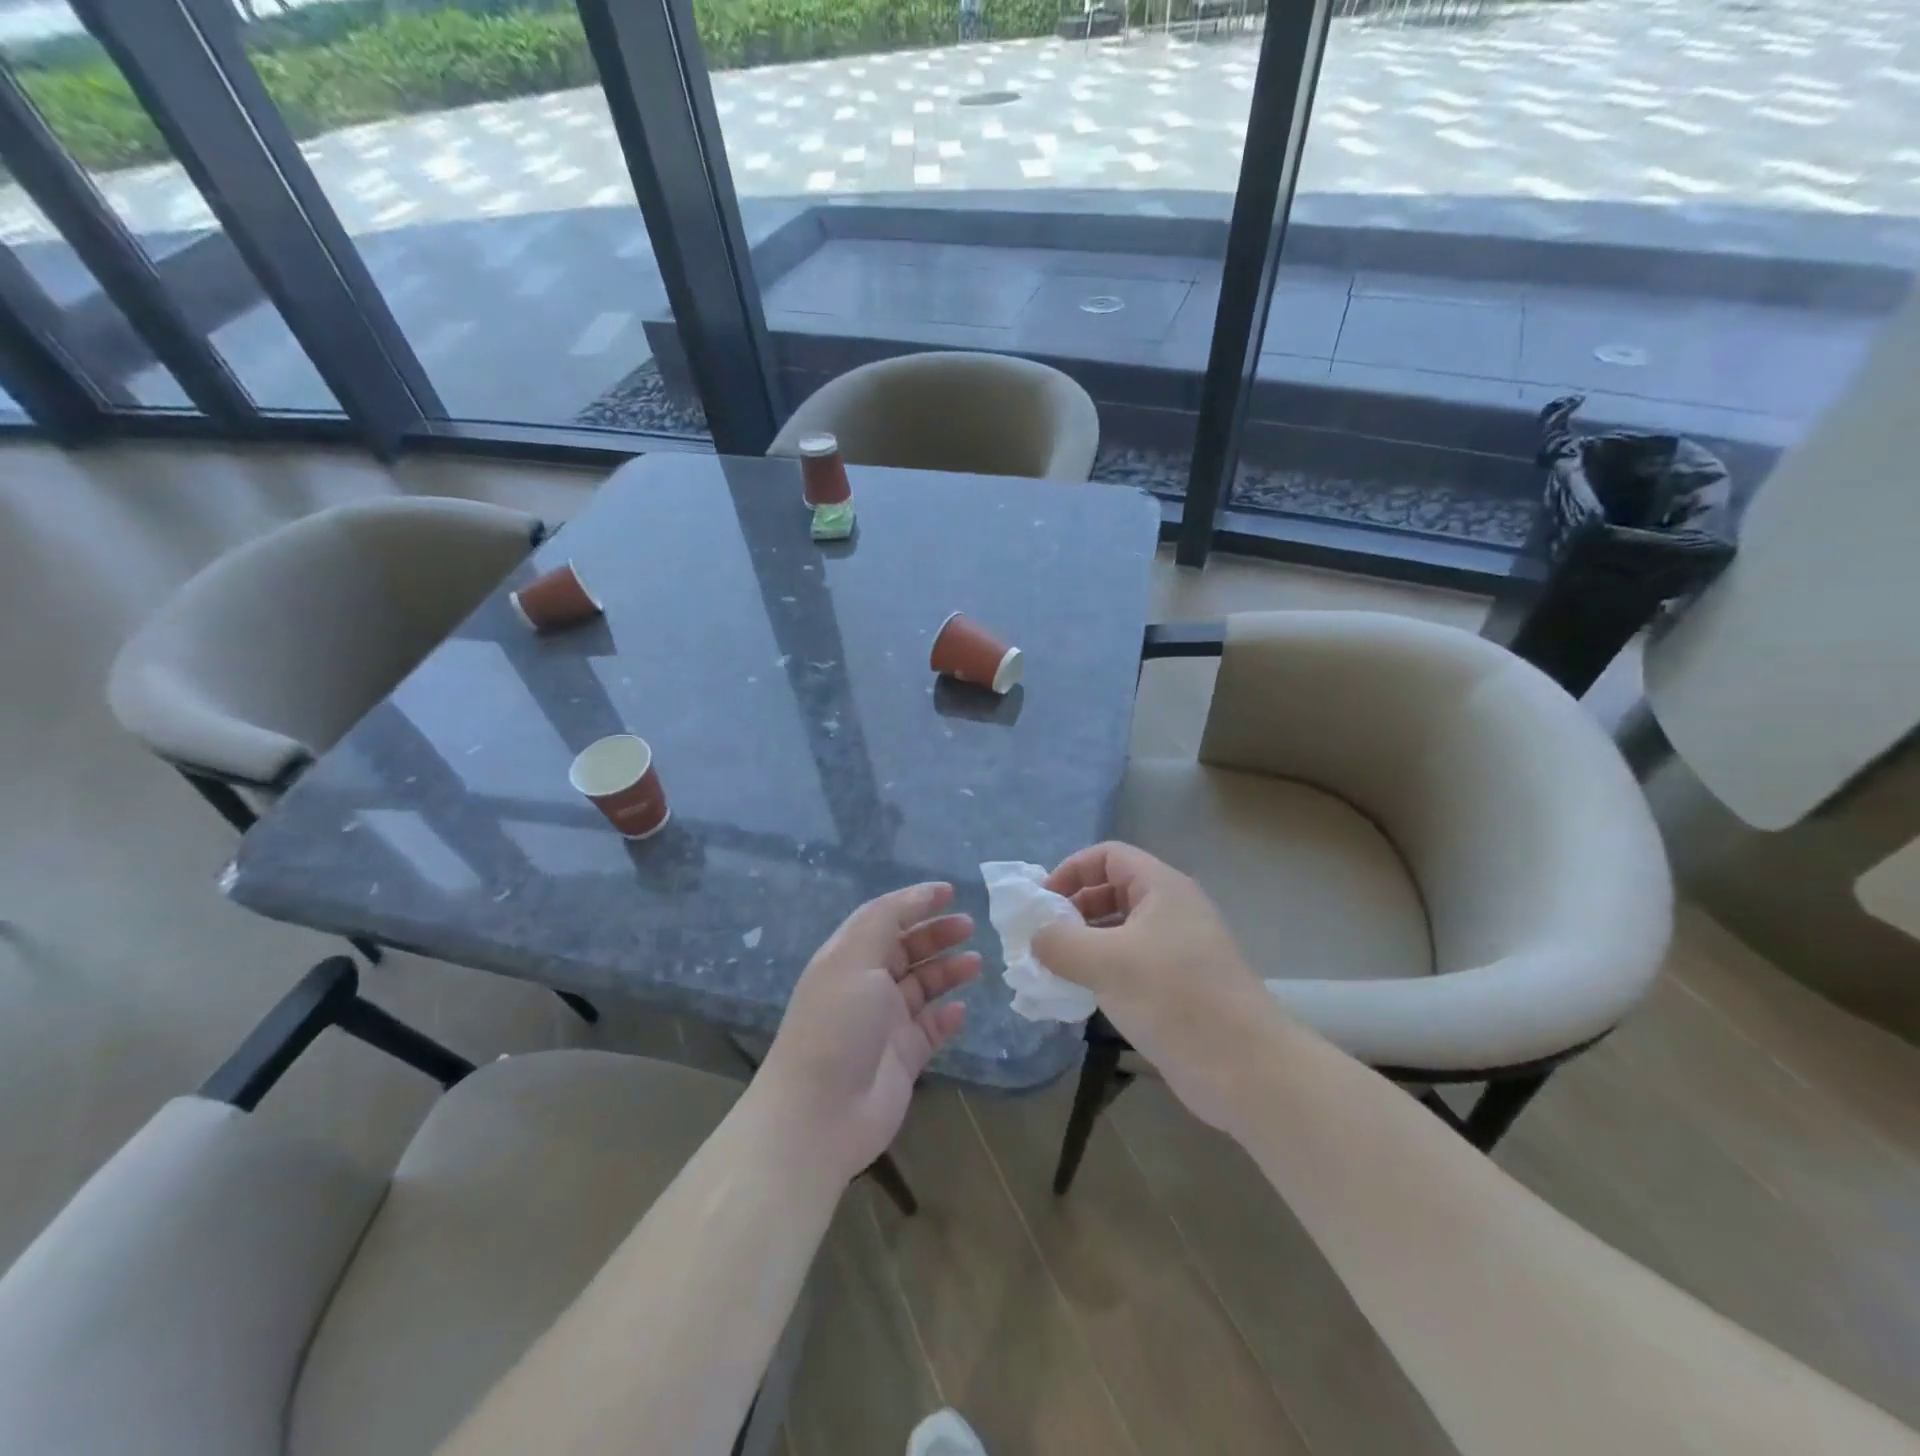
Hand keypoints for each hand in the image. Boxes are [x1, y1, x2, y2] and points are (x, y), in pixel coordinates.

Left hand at [758, 883, 980, 1183]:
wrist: (819, 1114)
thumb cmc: (837, 1025)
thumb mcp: (855, 958)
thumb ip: (887, 920)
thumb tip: (921, 894)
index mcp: (848, 958)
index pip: (884, 919)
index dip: (915, 902)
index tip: (950, 891)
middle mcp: (865, 986)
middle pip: (906, 950)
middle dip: (936, 934)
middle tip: (970, 926)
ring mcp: (884, 1024)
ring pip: (922, 987)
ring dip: (947, 971)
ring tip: (976, 963)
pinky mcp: (903, 1058)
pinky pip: (931, 1028)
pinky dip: (947, 1017)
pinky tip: (962, 1010)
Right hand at [1033, 842, 1279, 1130]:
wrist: (1245, 1068)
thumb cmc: (1174, 998)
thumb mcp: (1105, 963)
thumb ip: (1059, 943)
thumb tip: (1035, 937)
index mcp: (1162, 887)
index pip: (1108, 856)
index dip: (1071, 870)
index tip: (1042, 903)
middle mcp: (1172, 909)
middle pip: (1113, 890)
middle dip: (1074, 908)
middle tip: (1043, 939)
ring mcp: (1179, 949)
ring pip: (1121, 930)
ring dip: (1085, 943)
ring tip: (1055, 969)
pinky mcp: (1180, 985)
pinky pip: (1132, 963)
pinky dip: (1104, 970)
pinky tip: (1083, 995)